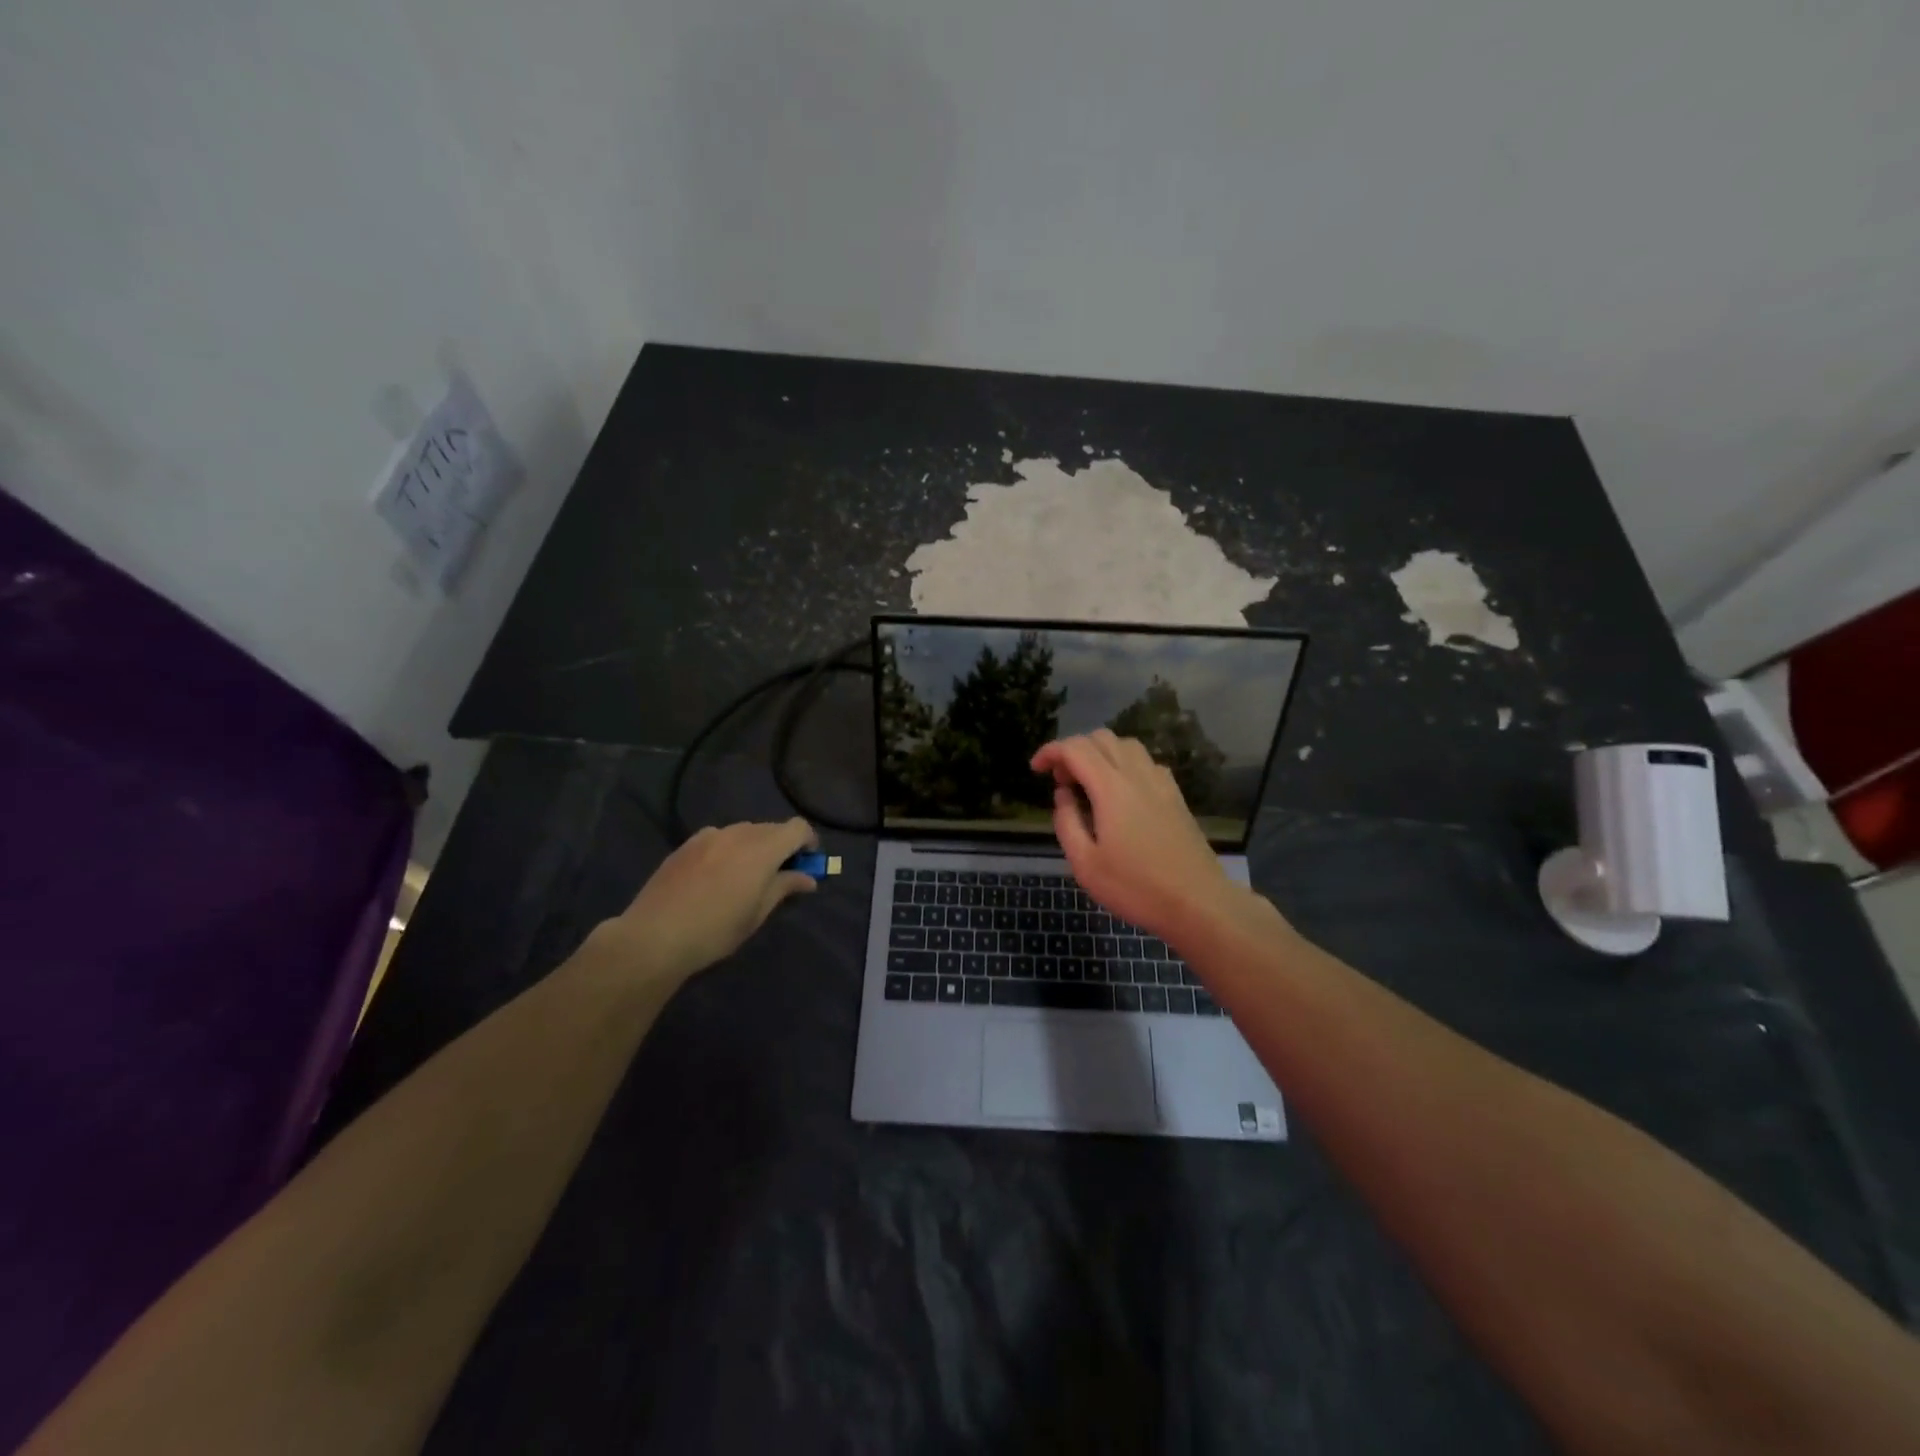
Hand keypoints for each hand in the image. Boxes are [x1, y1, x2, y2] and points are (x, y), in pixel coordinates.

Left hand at [591, 818, 819, 982]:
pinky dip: (729, 849)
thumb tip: (808, 878)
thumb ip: (784, 887)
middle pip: (771, 828)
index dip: (808, 842)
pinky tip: (716, 877)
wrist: (654, 936)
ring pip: (744, 832)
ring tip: (745, 877)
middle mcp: (737, 833)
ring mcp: (708, 836)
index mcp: (761, 848)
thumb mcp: (757, 914)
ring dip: (754, 847)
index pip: (797, 828)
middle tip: (779, 875)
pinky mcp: (686, 844)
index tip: (807, 863)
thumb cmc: (715, 930)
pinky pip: (719, 838)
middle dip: (782, 846)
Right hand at [1031, 731, 1246, 940]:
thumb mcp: (1085, 864)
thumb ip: (1067, 823)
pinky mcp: (1175, 797)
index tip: (1035, 769)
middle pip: (1101, 738)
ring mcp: (1161, 784)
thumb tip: (1063, 795)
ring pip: (1126, 745)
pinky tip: (1121, 794)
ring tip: (1089, 784)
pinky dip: (1125, 765)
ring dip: (1101, 754)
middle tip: (1062, 782)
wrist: (1198, 903)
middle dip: (1074, 751)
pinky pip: (1146, 763)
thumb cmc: (1136, 887)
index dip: (1050, 752)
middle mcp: (1137, 775)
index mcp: (1111, 788)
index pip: (1075, 748)